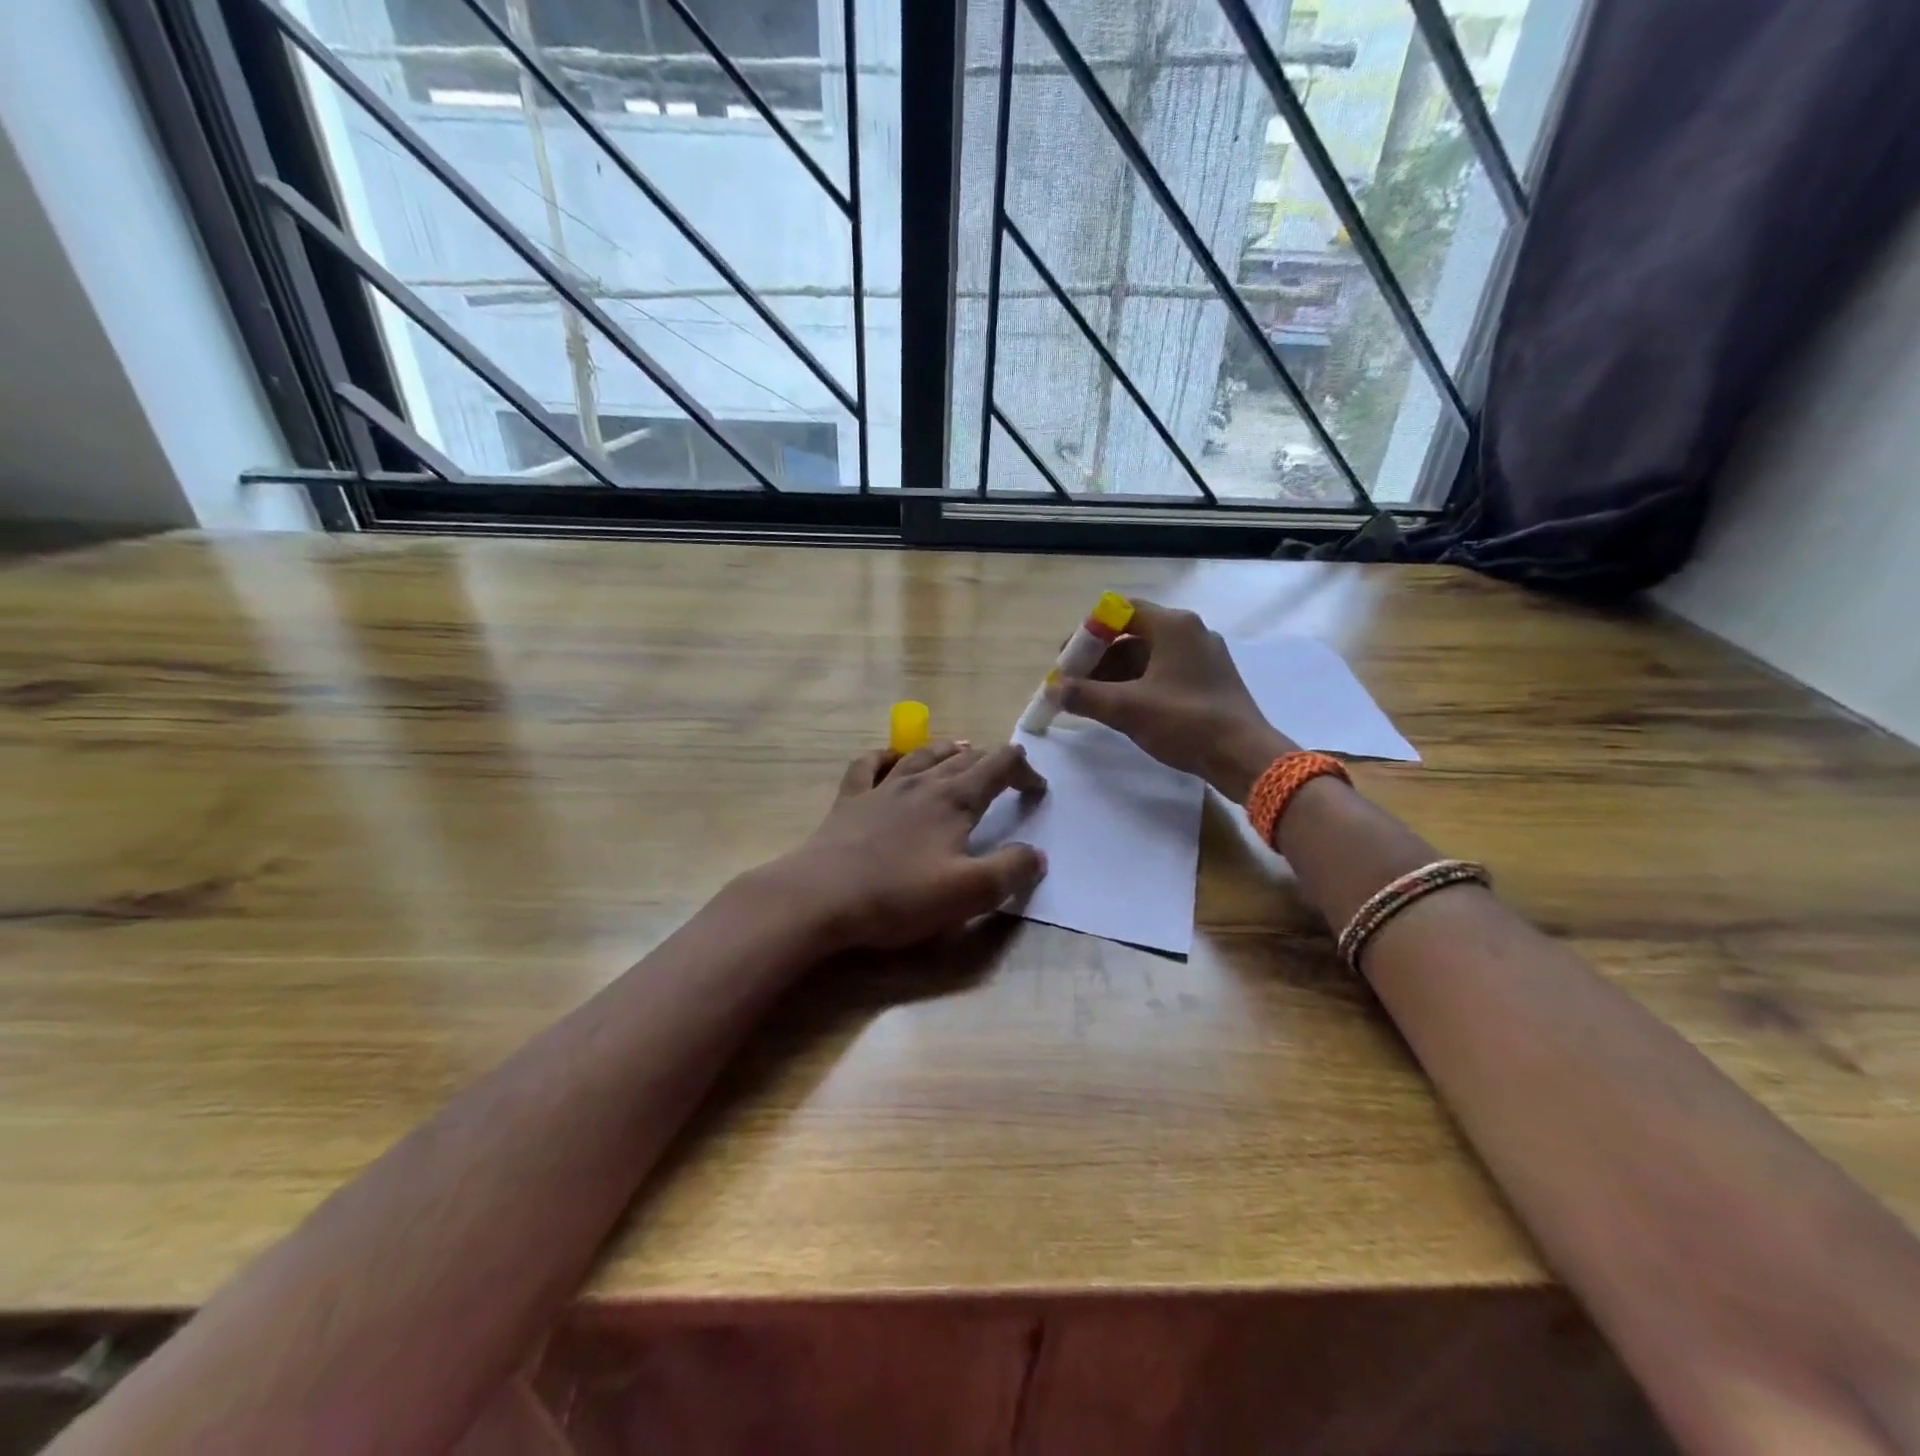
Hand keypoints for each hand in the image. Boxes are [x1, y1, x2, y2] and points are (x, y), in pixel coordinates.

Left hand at [770, 740, 1048, 951]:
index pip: (1000, 766)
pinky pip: (869, 764)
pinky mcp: (850, 800)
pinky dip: (886, 755)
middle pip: (964, 759)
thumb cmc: (898, 895)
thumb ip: (1010, 871)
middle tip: (1007, 773)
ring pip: (921, 755)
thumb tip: (1037, 854)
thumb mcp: (967, 892)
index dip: (1025, 772)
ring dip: (946, 750)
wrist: (820, 897)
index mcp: (954, 800)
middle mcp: (921, 783)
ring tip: (961, 747)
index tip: (1037, 791)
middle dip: (992, 761)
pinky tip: (890, 757)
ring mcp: (882, 788)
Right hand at [1051, 601, 1297, 801]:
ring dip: (1116, 674)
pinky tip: (1122, 708)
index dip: (1088, 633)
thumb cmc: (1185, 722)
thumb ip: (1085, 696)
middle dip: (1098, 657)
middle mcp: (1189, 632)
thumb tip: (1054, 689)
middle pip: (1132, 634)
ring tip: (1091, 699)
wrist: (1244, 756)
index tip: (1067, 659)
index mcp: (1173, 625)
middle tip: (1073, 682)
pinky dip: (1138, 684)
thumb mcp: (1127, 709)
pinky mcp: (1209, 679)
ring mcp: (1202, 656)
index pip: (1119, 611)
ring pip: (1148, 655)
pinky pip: (1164, 672)